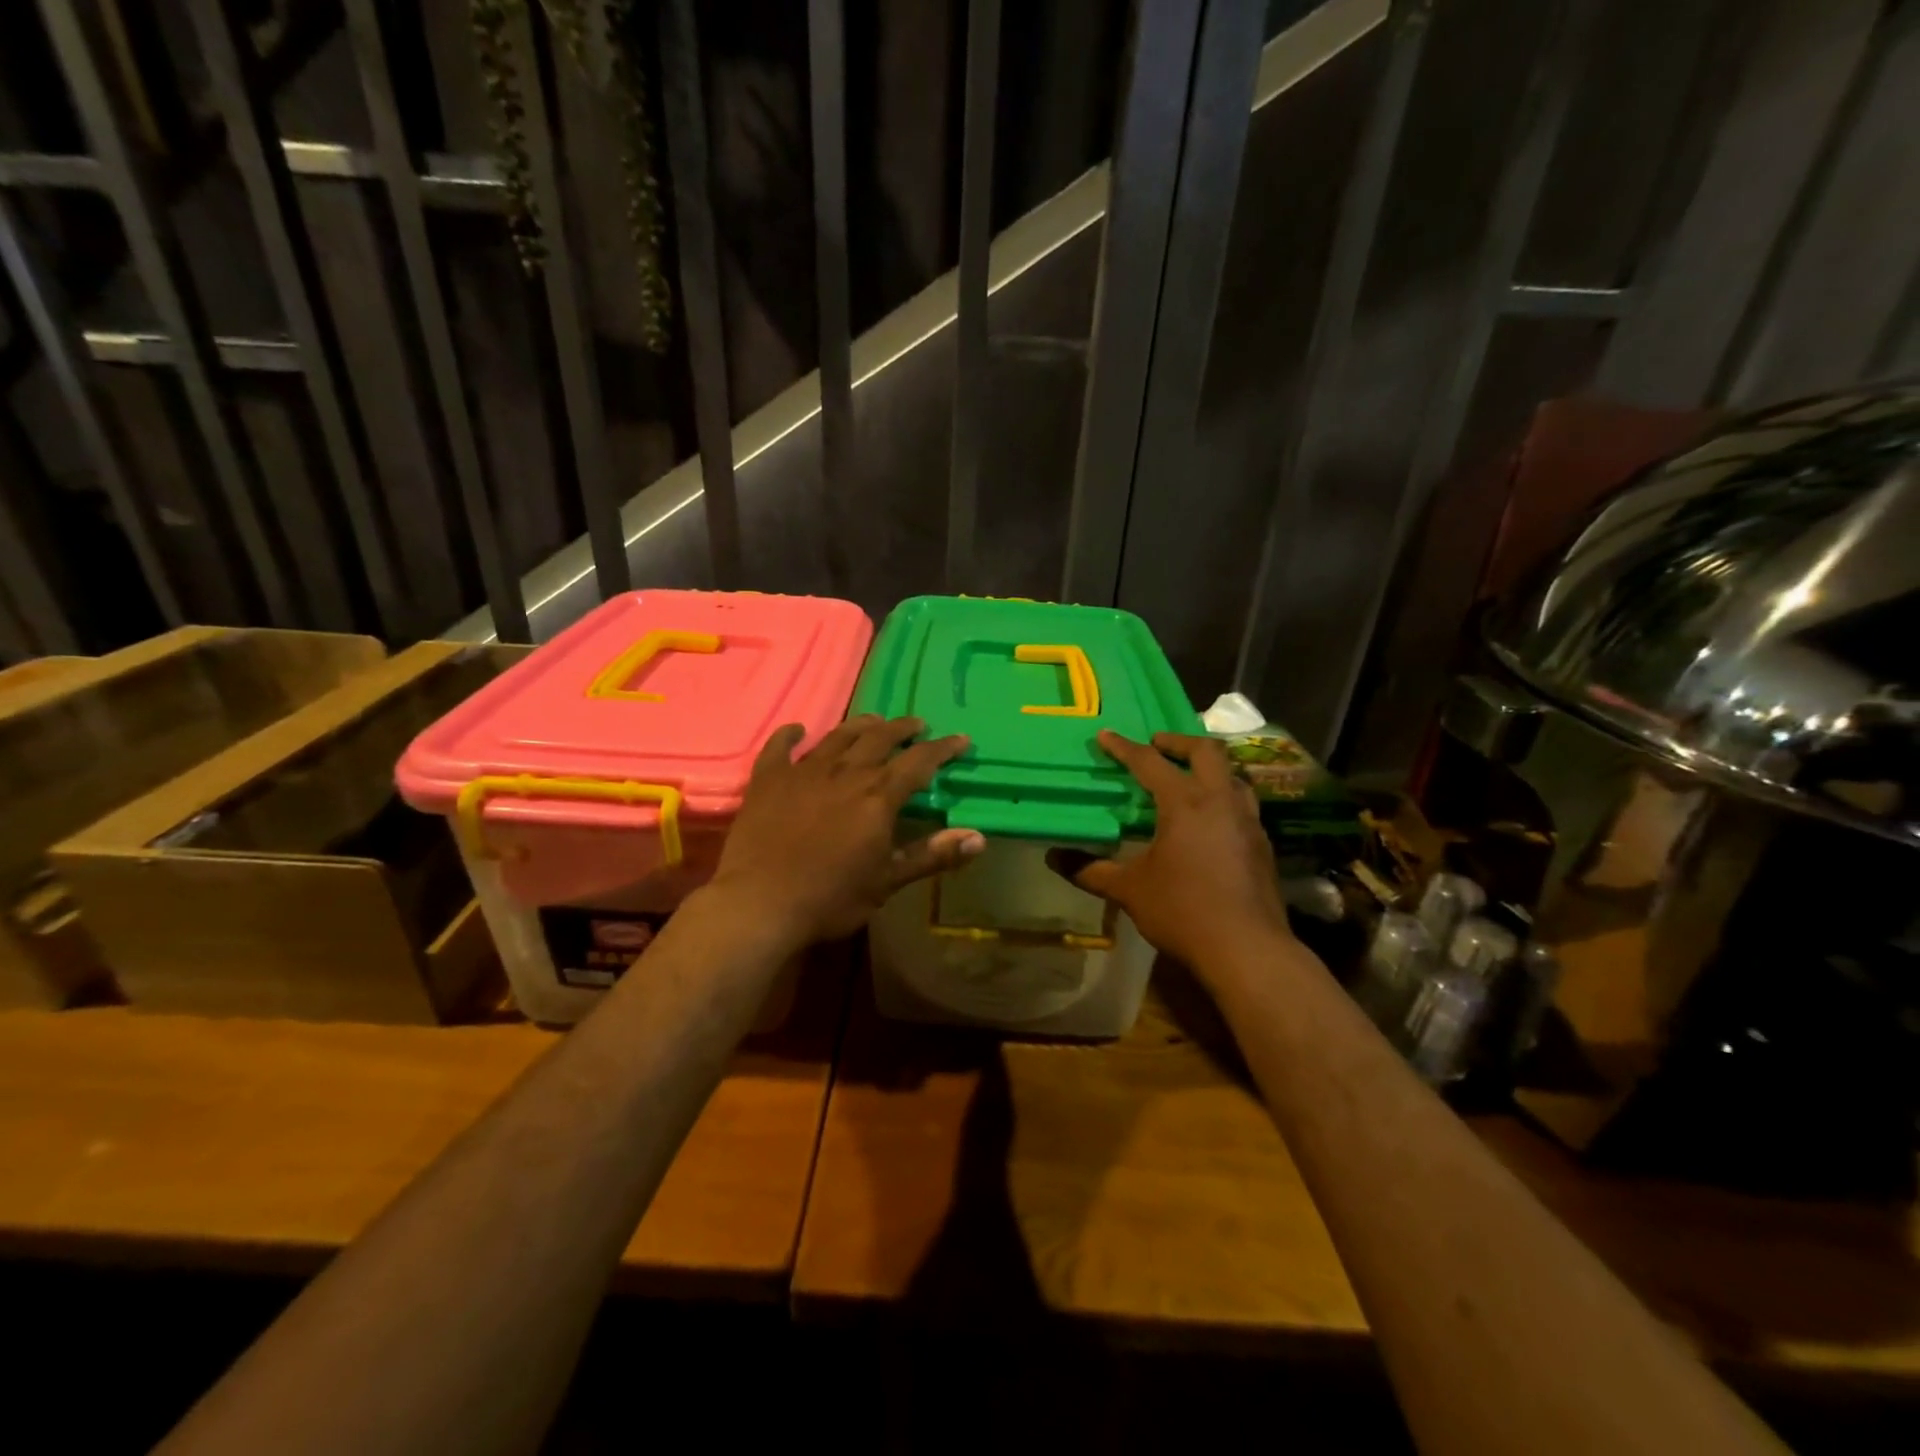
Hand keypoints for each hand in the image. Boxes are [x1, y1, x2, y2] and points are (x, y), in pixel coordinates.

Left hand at [707, 715, 984, 945]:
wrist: (759, 903)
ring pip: (838, 736)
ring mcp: (803, 772)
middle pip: (879, 738)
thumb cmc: (830, 898)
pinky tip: (798, 730)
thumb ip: (931, 855)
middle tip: (917, 724)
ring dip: (860, 725)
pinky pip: (780, 747)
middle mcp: (845, 773)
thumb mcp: (887, 882)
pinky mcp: (768, 779)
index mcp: (877, 796)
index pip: (919, 762)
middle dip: (902, 729)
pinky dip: (791, 735)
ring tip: (874, 721)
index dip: (943, 748)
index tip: (960, 739)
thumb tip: (979, 837)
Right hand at [1049, 731, 1292, 977]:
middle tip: (1157, 745)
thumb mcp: (1129, 890)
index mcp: (1184, 803)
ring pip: (1232, 776)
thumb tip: (1052, 857)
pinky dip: (1223, 798)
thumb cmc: (1182, 911)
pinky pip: (1243, 805)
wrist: (1247, 949)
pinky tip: (1211, 822)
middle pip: (1206, 751)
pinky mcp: (1263, 845)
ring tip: (1188, 779)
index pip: (1149, 762)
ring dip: (1208, 768)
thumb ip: (1090, 870)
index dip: (1124, 747)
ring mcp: (1248, 822)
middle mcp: (1221, 801)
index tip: (1105, 736)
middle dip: (1178, 741)